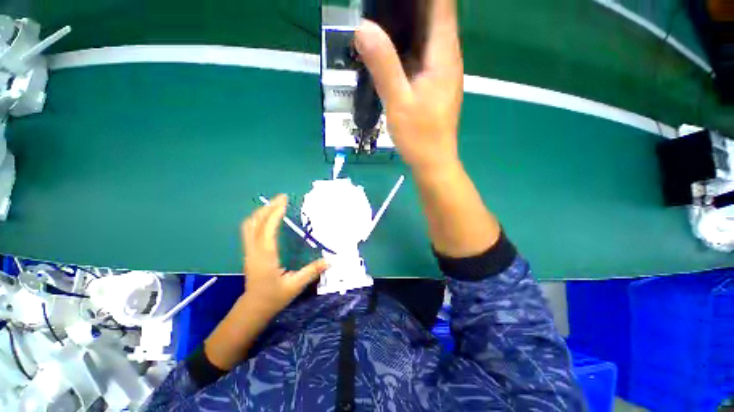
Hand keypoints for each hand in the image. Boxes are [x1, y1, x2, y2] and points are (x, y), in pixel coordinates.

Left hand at [240, 194, 328, 319]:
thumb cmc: (274, 297)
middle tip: (281, 198)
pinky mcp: (249, 252)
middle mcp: (254, 250)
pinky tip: (266, 218)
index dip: (275, 213)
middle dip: (267, 208)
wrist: (253, 308)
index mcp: (265, 256)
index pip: (268, 229)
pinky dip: (257, 219)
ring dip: (261, 212)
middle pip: (255, 223)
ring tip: (275, 204)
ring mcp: (249, 251)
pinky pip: (249, 230)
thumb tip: (330, 260)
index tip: (284, 200)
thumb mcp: (295, 286)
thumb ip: (312, 271)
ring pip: (249, 226)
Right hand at [354, 0, 462, 173]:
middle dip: (411, 5)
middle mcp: (447, 58)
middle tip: (382, 6)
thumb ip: (383, 65)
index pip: (441, 5)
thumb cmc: (419, 137)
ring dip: (408, 23)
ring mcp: (440, 73)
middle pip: (434, 17)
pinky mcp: (433, 85)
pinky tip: (389, 47)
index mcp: (443, 56)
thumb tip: (363, 28)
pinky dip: (406, 46)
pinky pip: (421, 56)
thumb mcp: (398, 102)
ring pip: (426, 37)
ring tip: (382, 17)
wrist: (433, 162)